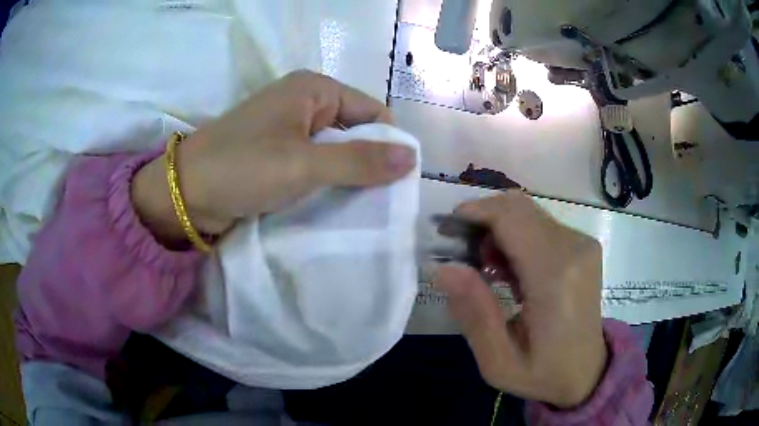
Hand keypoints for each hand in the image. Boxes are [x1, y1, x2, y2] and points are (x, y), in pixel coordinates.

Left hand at [132, 71, 416, 241]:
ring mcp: (289, 128)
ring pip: (335, 150)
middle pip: (355, 131)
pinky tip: (333, 204)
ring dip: (346, 176)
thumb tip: (412, 159)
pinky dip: (326, 182)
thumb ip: (359, 161)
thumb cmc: (241, 168)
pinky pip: (315, 163)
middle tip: (378, 201)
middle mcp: (304, 102)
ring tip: (359, 207)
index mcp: (313, 89)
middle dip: (367, 163)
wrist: (185, 194)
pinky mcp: (278, 152)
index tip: (393, 183)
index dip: (387, 144)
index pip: (372, 112)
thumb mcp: (303, 164)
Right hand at [434, 191, 606, 407]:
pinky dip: (516, 236)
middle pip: (517, 207)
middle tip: (464, 257)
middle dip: (482, 221)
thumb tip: (443, 266)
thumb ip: (474, 314)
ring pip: (527, 212)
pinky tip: (510, 270)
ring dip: (498, 230)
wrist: (588, 371)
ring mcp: (583, 243)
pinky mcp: (583, 245)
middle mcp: (574, 248)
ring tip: (488, 269)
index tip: (445, 232)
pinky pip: (540, 223)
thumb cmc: (543, 373)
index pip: (509, 217)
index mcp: (555, 277)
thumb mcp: (498, 362)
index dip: (473, 214)